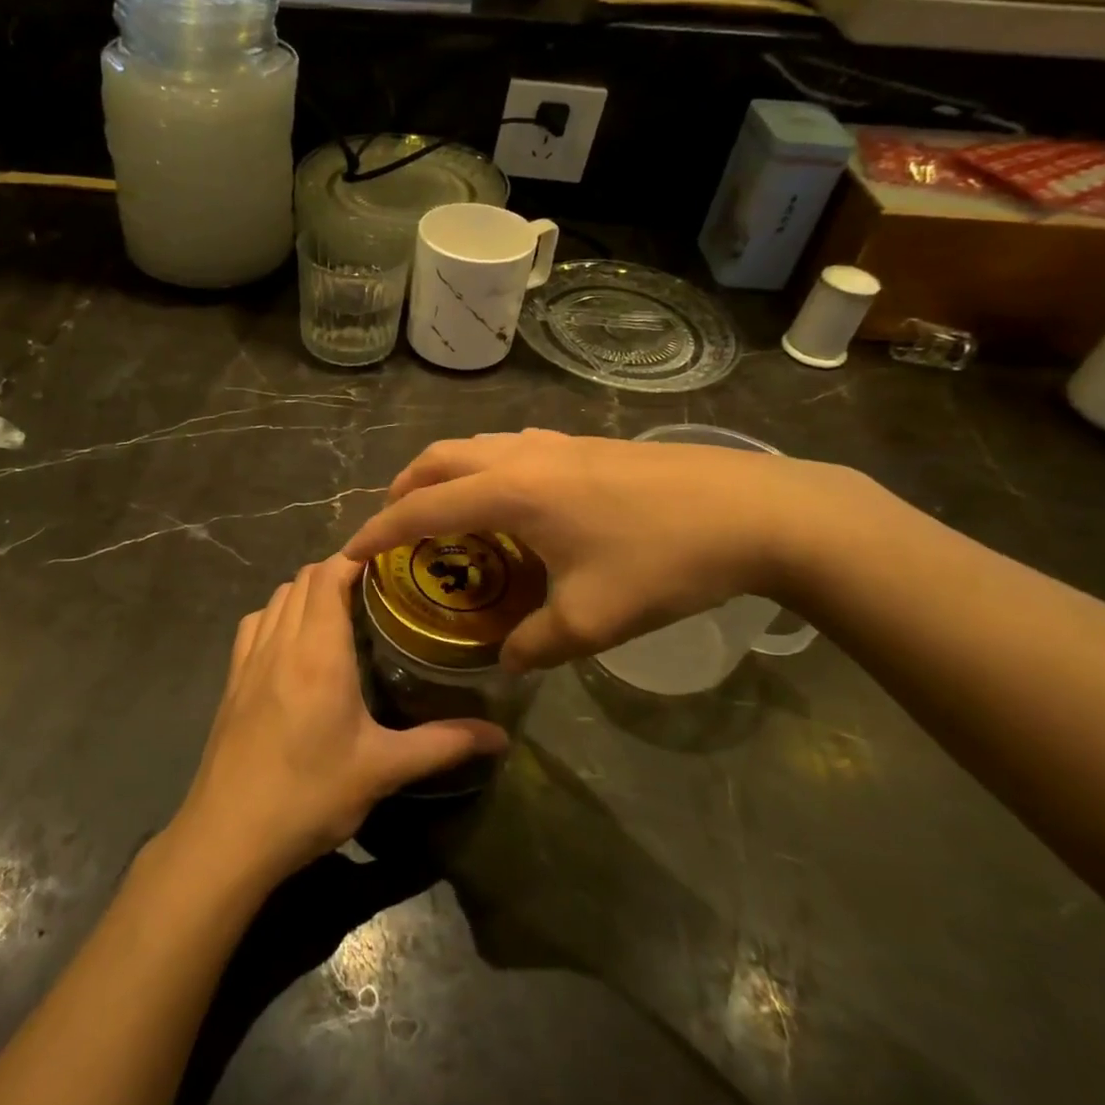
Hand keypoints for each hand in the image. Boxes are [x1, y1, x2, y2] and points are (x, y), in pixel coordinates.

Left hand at [177, 557, 507, 887]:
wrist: (228, 836)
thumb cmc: (309, 796)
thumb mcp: (382, 769)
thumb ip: (442, 744)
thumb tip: (500, 736)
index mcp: (318, 651)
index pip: (330, 574)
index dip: (357, 555)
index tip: (391, 558)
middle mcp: (280, 642)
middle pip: (304, 578)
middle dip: (338, 570)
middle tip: (378, 589)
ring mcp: (249, 659)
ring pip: (277, 597)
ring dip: (307, 591)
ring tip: (342, 610)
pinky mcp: (232, 680)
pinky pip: (255, 624)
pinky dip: (278, 614)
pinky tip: (295, 644)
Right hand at [342, 429, 845, 671]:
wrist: (756, 510)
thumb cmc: (665, 561)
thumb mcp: (593, 620)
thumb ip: (535, 645)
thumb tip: (507, 661)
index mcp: (511, 491)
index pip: (421, 507)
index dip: (378, 531)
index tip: (348, 553)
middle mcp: (521, 456)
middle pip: (438, 459)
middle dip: (403, 491)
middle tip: (393, 530)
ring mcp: (554, 442)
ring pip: (474, 446)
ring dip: (444, 475)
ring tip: (445, 516)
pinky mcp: (583, 443)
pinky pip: (509, 448)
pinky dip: (483, 470)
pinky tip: (510, 504)